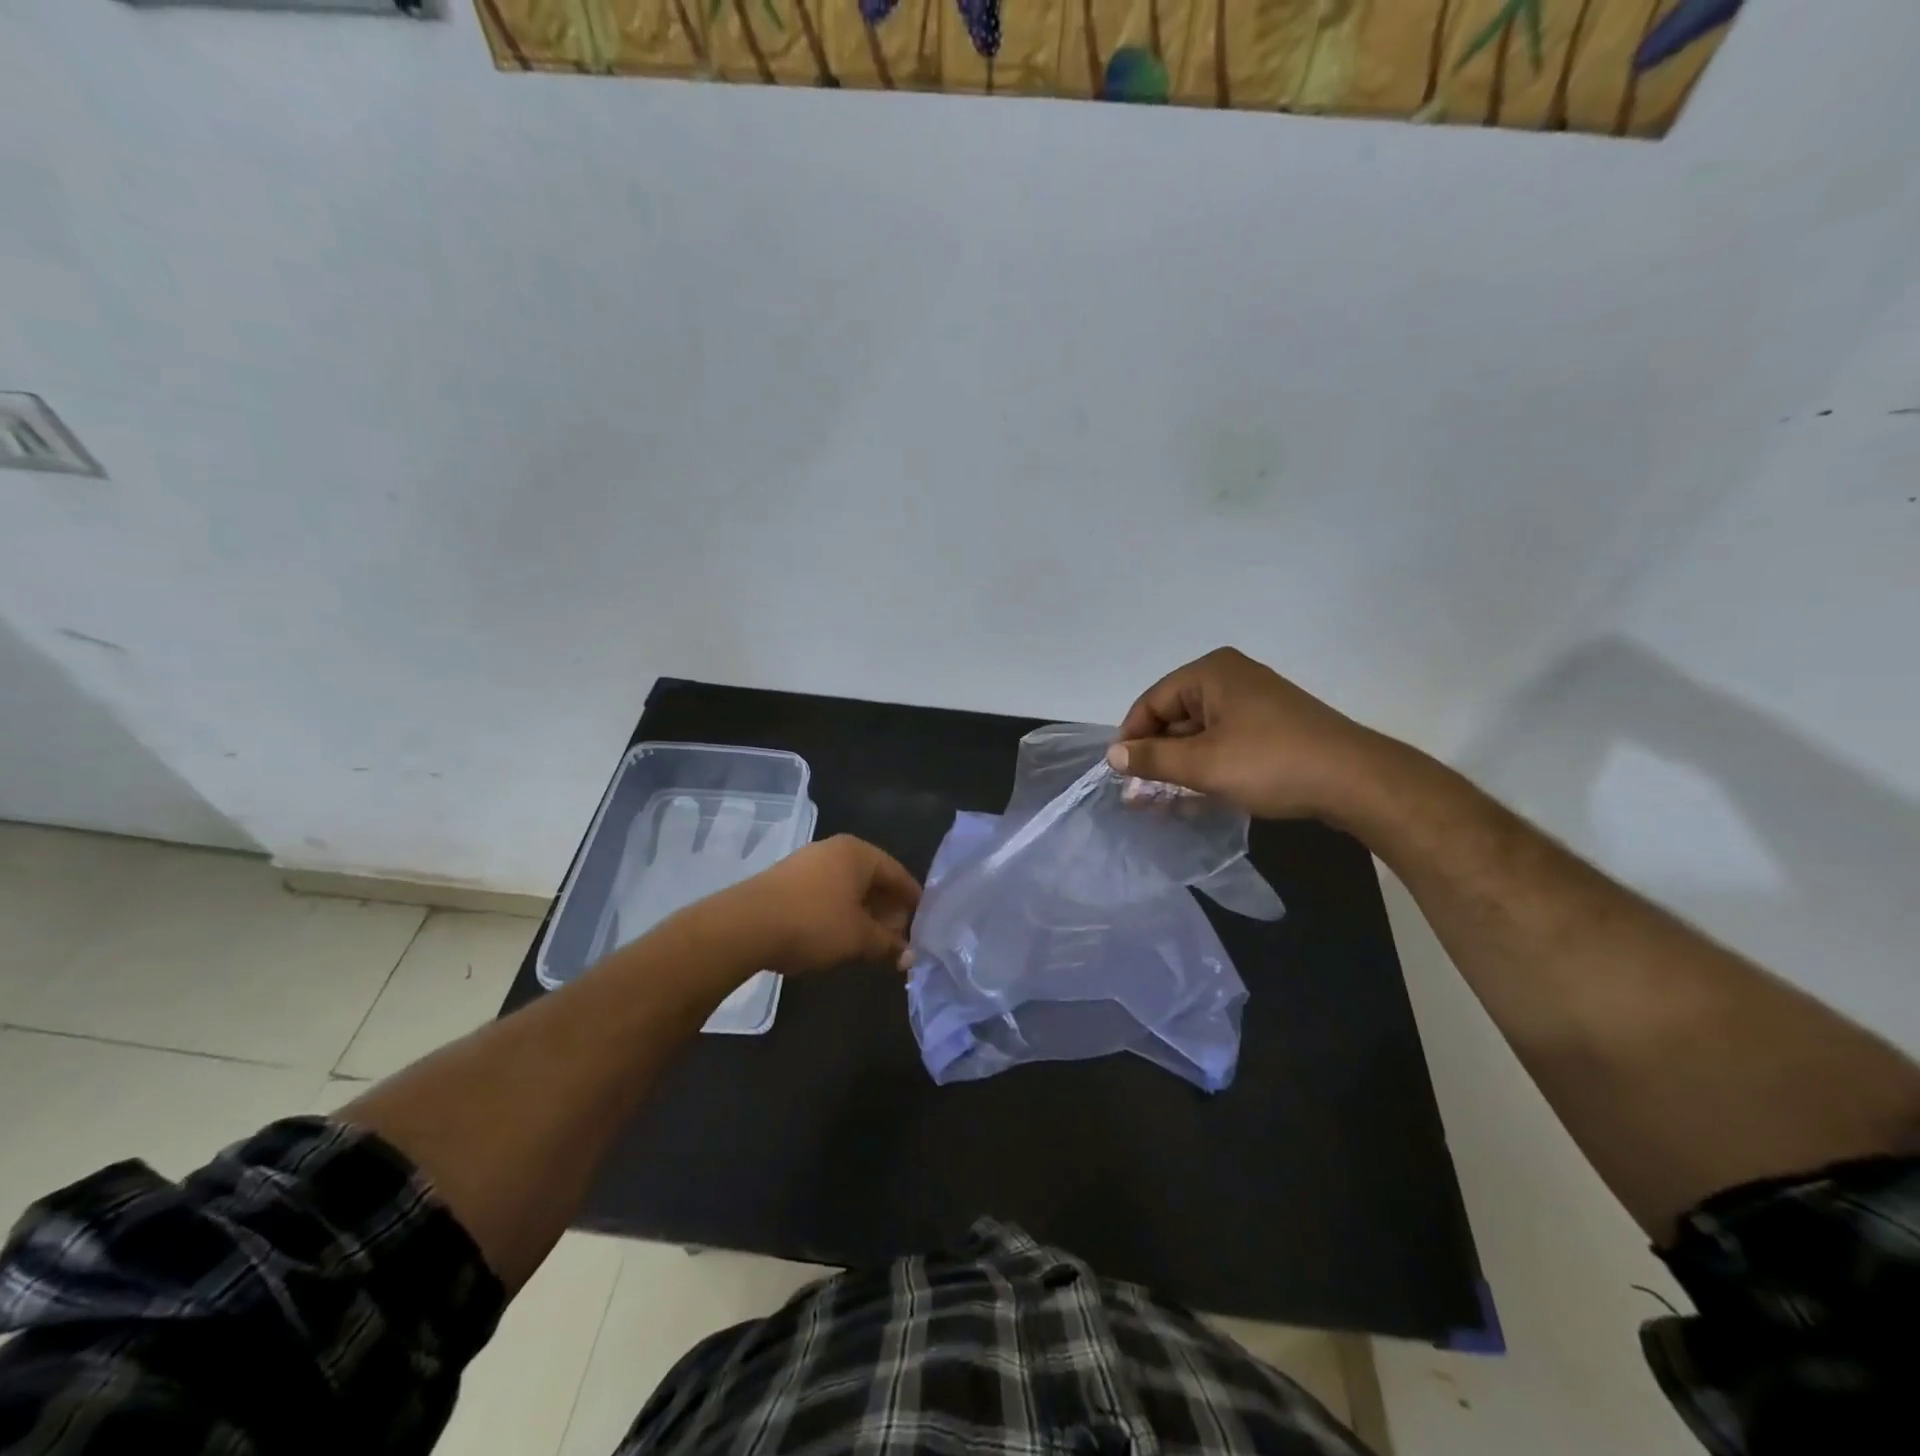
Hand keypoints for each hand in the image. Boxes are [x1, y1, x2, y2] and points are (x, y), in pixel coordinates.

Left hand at [715, 835, 921, 975]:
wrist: (745, 926)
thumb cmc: (813, 923)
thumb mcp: (858, 938)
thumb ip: (888, 944)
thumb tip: (909, 956)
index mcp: (859, 853)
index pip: (899, 874)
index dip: (913, 902)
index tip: (924, 926)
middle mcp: (835, 849)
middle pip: (874, 879)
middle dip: (888, 910)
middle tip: (897, 940)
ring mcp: (808, 862)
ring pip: (848, 887)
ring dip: (863, 914)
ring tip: (870, 943)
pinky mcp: (787, 879)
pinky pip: (826, 893)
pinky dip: (840, 912)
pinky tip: (839, 936)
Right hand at [1109, 647, 1386, 821]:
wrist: (1355, 781)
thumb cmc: (1270, 763)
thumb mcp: (1202, 764)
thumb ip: (1152, 759)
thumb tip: (1112, 756)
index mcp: (1211, 673)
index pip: (1152, 702)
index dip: (1132, 738)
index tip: (1121, 776)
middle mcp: (1230, 678)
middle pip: (1175, 716)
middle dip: (1156, 756)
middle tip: (1140, 795)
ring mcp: (1254, 702)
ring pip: (1200, 734)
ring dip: (1180, 767)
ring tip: (1162, 803)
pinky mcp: (1271, 727)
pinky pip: (1224, 743)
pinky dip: (1207, 767)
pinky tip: (1195, 798)